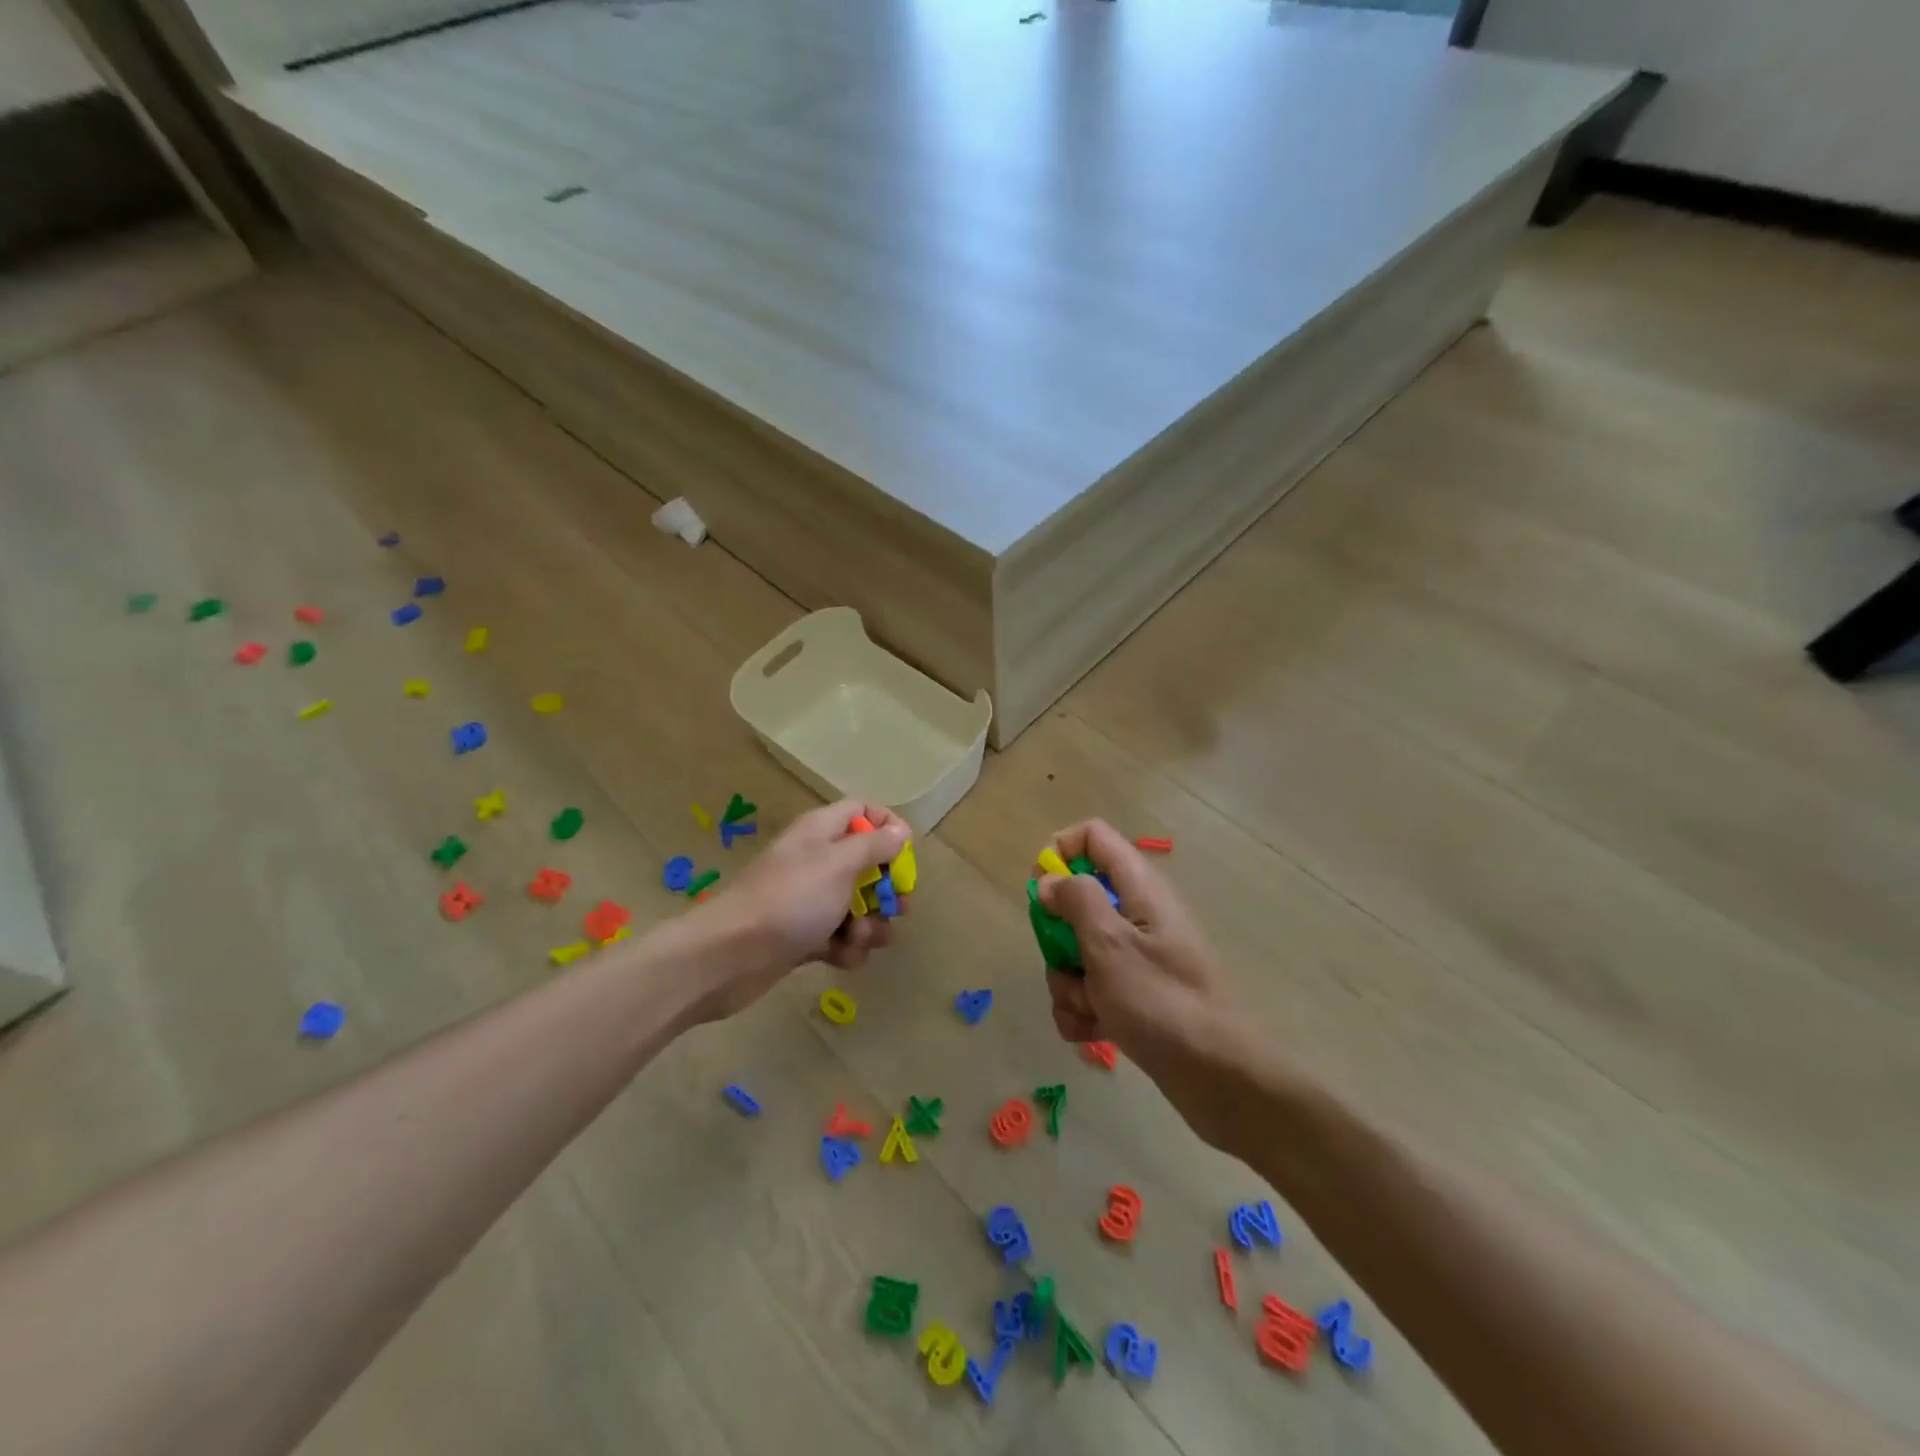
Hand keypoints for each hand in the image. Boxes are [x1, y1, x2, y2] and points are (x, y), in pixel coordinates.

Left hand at [687, 800, 910, 1018]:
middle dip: (887, 888)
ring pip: (858, 905)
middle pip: (867, 863)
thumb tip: (900, 830)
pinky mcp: (804, 936)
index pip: (862, 812)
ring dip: (871, 924)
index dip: (887, 826)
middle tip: (897, 906)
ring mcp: (809, 900)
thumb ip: (874, 845)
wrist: (731, 955)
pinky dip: (847, 948)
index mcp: (822, 831)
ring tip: (860, 937)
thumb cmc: (791, 899)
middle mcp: (816, 860)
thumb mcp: (840, 863)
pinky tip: (842, 958)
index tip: (905, 853)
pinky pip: (840, 937)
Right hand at [1038, 821, 1244, 1145]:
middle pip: (1077, 902)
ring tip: (1088, 1011)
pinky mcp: (1135, 996)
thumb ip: (1076, 901)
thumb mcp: (1110, 944)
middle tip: (1067, 964)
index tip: (1040, 890)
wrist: (1220, 1077)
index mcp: (1139, 888)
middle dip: (1058, 939)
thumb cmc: (1162, 1001)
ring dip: (1068, 984)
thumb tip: (1050, 880)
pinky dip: (1083, 1011)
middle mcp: (1138, 915)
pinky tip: (1092, 1033)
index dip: (1061, 853)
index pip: (1094, 837)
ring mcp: (1137, 958)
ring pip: (1078, 952)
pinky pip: (1091, 990)